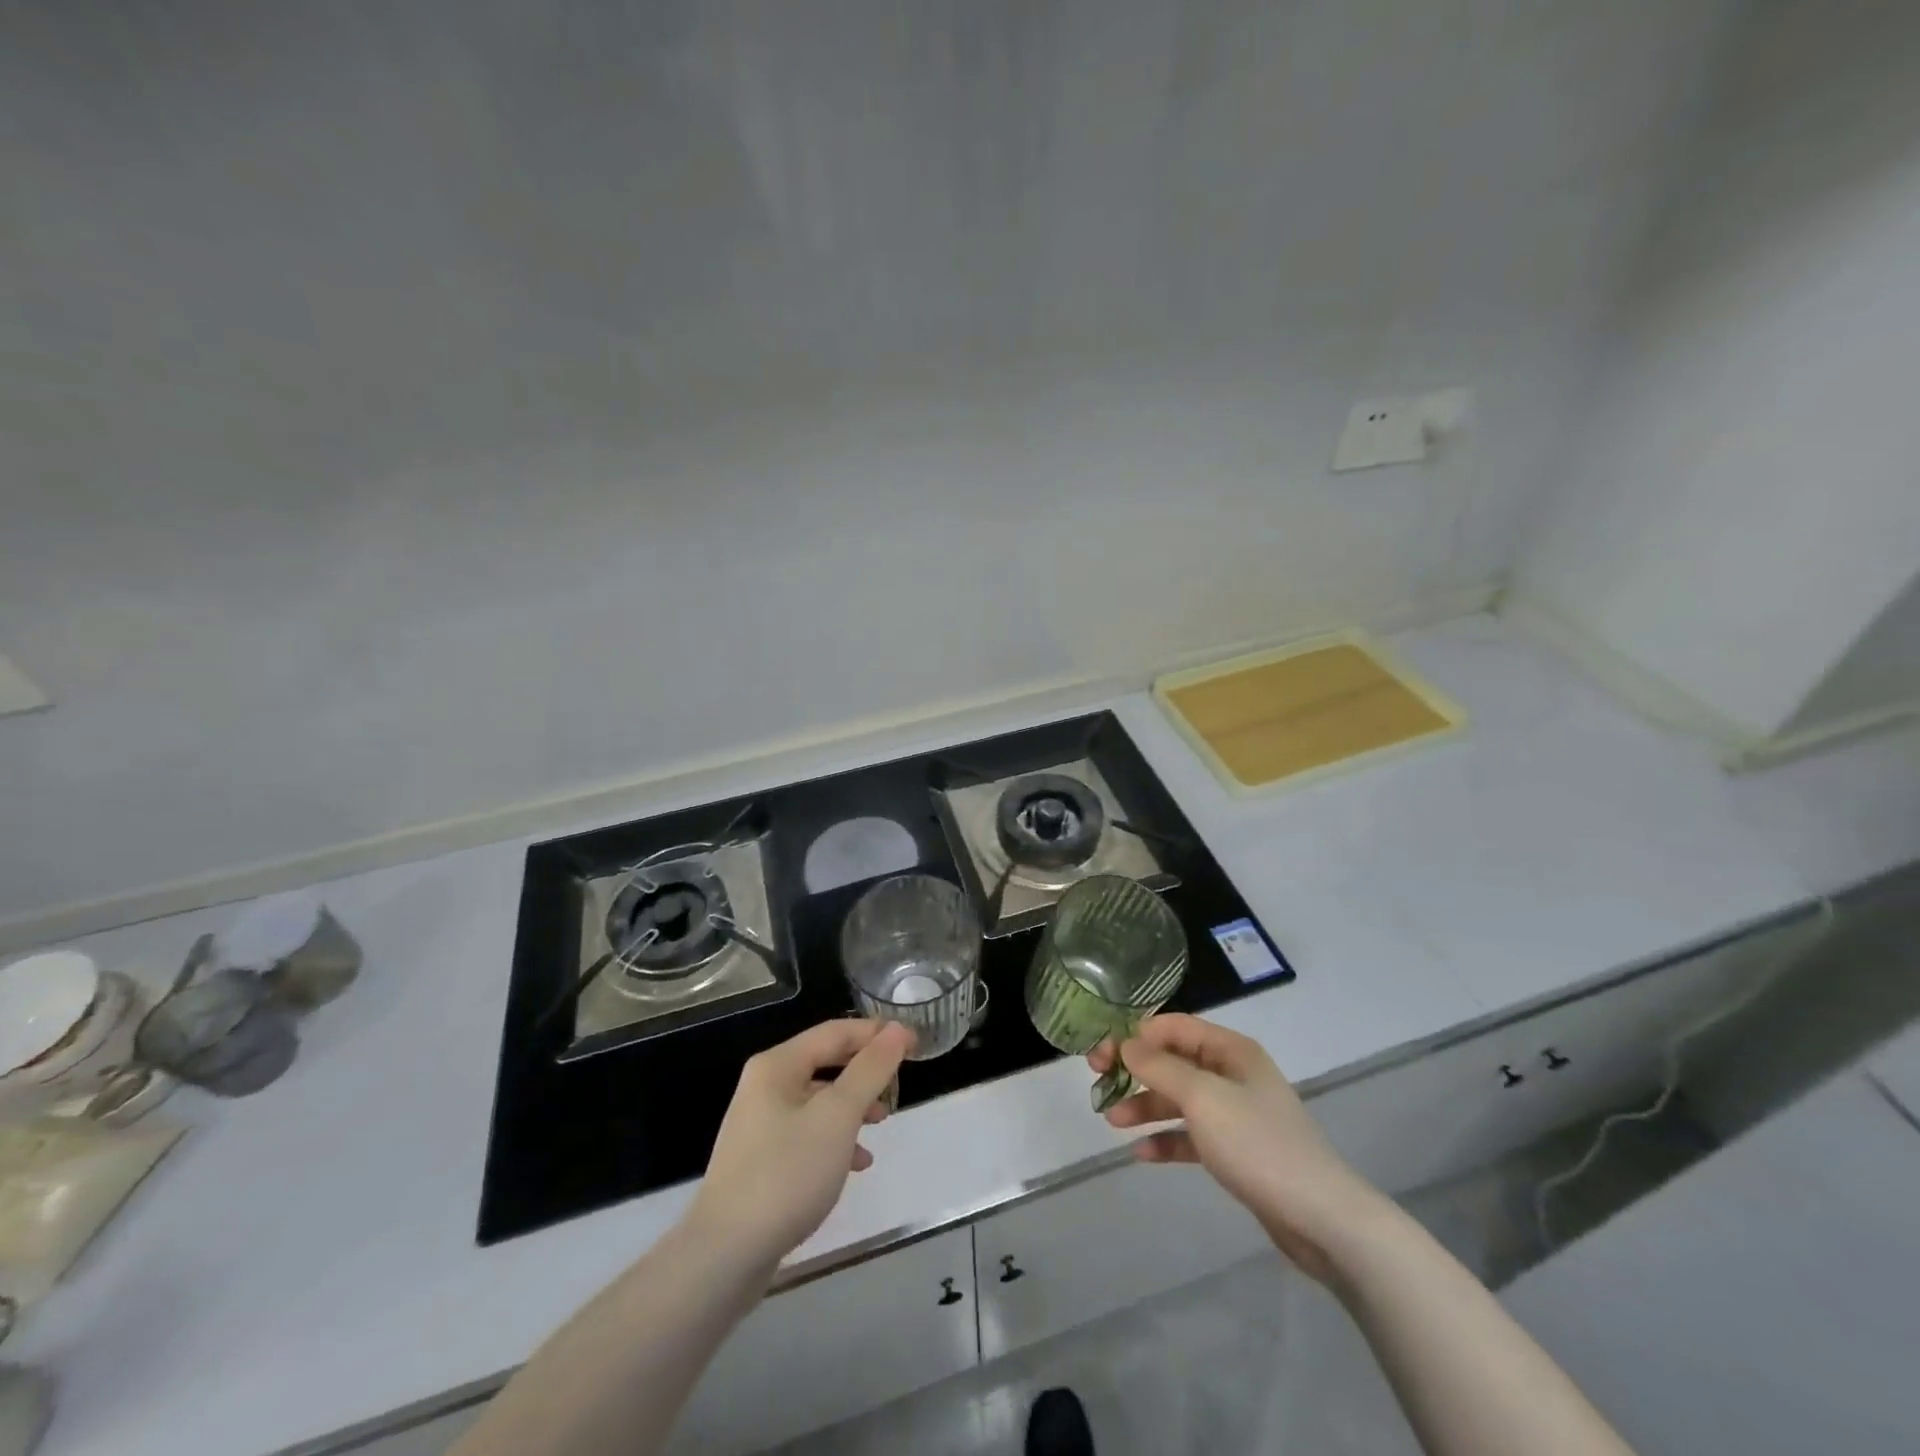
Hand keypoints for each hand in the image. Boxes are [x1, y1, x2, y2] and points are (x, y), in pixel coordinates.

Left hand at [690, 1019, 913, 1268]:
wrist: (725, 1256)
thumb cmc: (786, 1174)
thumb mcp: (838, 1116)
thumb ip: (870, 1069)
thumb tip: (896, 1030)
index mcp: (778, 1065)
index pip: (836, 1032)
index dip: (878, 1033)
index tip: (915, 1044)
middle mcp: (765, 1085)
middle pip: (826, 1061)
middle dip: (866, 1070)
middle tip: (900, 1083)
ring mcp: (760, 1123)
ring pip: (819, 1099)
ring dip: (854, 1105)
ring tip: (883, 1122)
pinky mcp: (761, 1159)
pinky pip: (807, 1132)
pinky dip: (835, 1138)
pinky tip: (856, 1164)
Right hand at [1091, 1014, 1387, 1283]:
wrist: (1321, 1218)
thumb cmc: (1258, 1144)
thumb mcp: (1202, 1097)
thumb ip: (1159, 1067)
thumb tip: (1126, 1044)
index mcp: (1230, 1050)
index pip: (1173, 1027)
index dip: (1135, 1035)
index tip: (1101, 1053)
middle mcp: (1232, 1074)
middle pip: (1173, 1061)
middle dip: (1135, 1071)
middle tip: (1097, 1082)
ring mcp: (1236, 1113)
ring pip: (1179, 1099)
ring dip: (1145, 1106)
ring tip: (1112, 1121)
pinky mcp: (1237, 1150)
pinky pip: (1192, 1135)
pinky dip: (1167, 1139)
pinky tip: (1141, 1153)